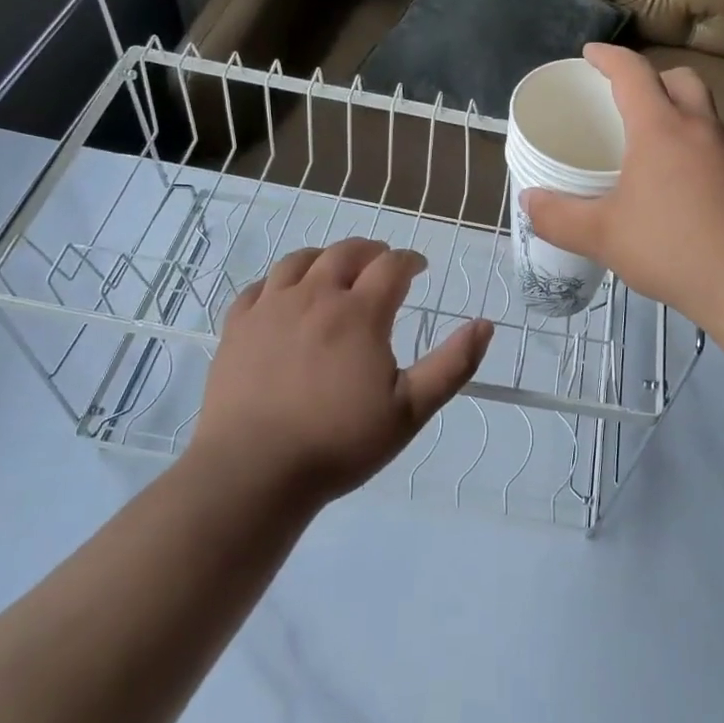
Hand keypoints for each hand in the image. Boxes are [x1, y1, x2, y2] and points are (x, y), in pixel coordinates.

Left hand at [191, 238, 492, 502]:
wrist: (253, 471)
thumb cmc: (339, 442)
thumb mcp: (410, 411)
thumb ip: (452, 365)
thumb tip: (485, 325)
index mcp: (359, 313)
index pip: (392, 265)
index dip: (410, 261)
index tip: (419, 269)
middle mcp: (315, 296)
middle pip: (346, 252)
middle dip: (372, 252)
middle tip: (382, 264)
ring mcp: (270, 307)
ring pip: (300, 260)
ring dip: (326, 257)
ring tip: (336, 271)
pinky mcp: (237, 325)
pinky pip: (260, 286)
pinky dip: (281, 281)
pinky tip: (286, 297)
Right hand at [523, 44, 723, 327]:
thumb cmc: (673, 249)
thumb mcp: (603, 237)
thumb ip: (559, 218)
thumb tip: (529, 202)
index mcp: (662, 129)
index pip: (633, 73)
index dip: (608, 57)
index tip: (590, 54)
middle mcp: (704, 130)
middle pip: (682, 80)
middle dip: (655, 79)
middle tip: (632, 100)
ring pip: (709, 118)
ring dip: (684, 120)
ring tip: (660, 156)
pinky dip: (705, 158)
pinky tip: (694, 198)